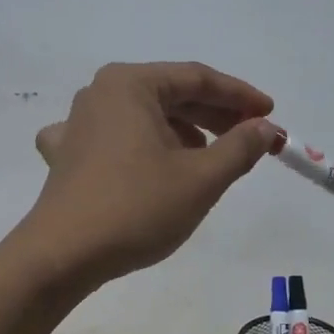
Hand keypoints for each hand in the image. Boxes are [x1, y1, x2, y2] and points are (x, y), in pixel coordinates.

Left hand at [25, 61, 281, 285]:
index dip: (239, 96)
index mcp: (130, 84)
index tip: (271, 115)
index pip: (197, 78)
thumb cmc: (136, 208)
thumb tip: (266, 128)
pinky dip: (141, 148)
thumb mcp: (201, 178)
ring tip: (211, 159)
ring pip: (143, 117)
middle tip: (251, 136)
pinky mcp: (68, 155)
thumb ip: (240, 147)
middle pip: (169, 94)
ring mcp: (78, 123)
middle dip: (214, 115)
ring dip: (182, 132)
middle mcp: (100, 93)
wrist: (63, 255)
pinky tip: (148, 164)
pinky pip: (114, 140)